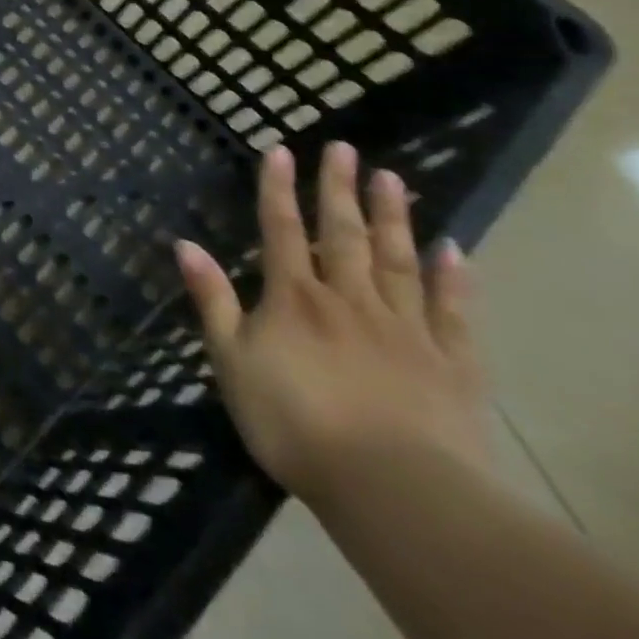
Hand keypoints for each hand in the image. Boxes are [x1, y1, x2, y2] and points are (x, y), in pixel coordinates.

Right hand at [175, 142, 490, 507]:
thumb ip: (213, 300)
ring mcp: (406, 328)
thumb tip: (185, 243)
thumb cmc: (295, 424)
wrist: (395, 490)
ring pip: (398, 260)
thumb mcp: (232, 362)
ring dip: (393, 216)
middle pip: (343, 233)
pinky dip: (453, 279)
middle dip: (338, 188)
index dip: (277, 188)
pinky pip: (452, 312)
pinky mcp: (453, 364)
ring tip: (392, 178)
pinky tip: (453, 249)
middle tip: (344, 148)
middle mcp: (349, 299)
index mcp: (294, 298)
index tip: (280, 149)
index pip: (282, 230)